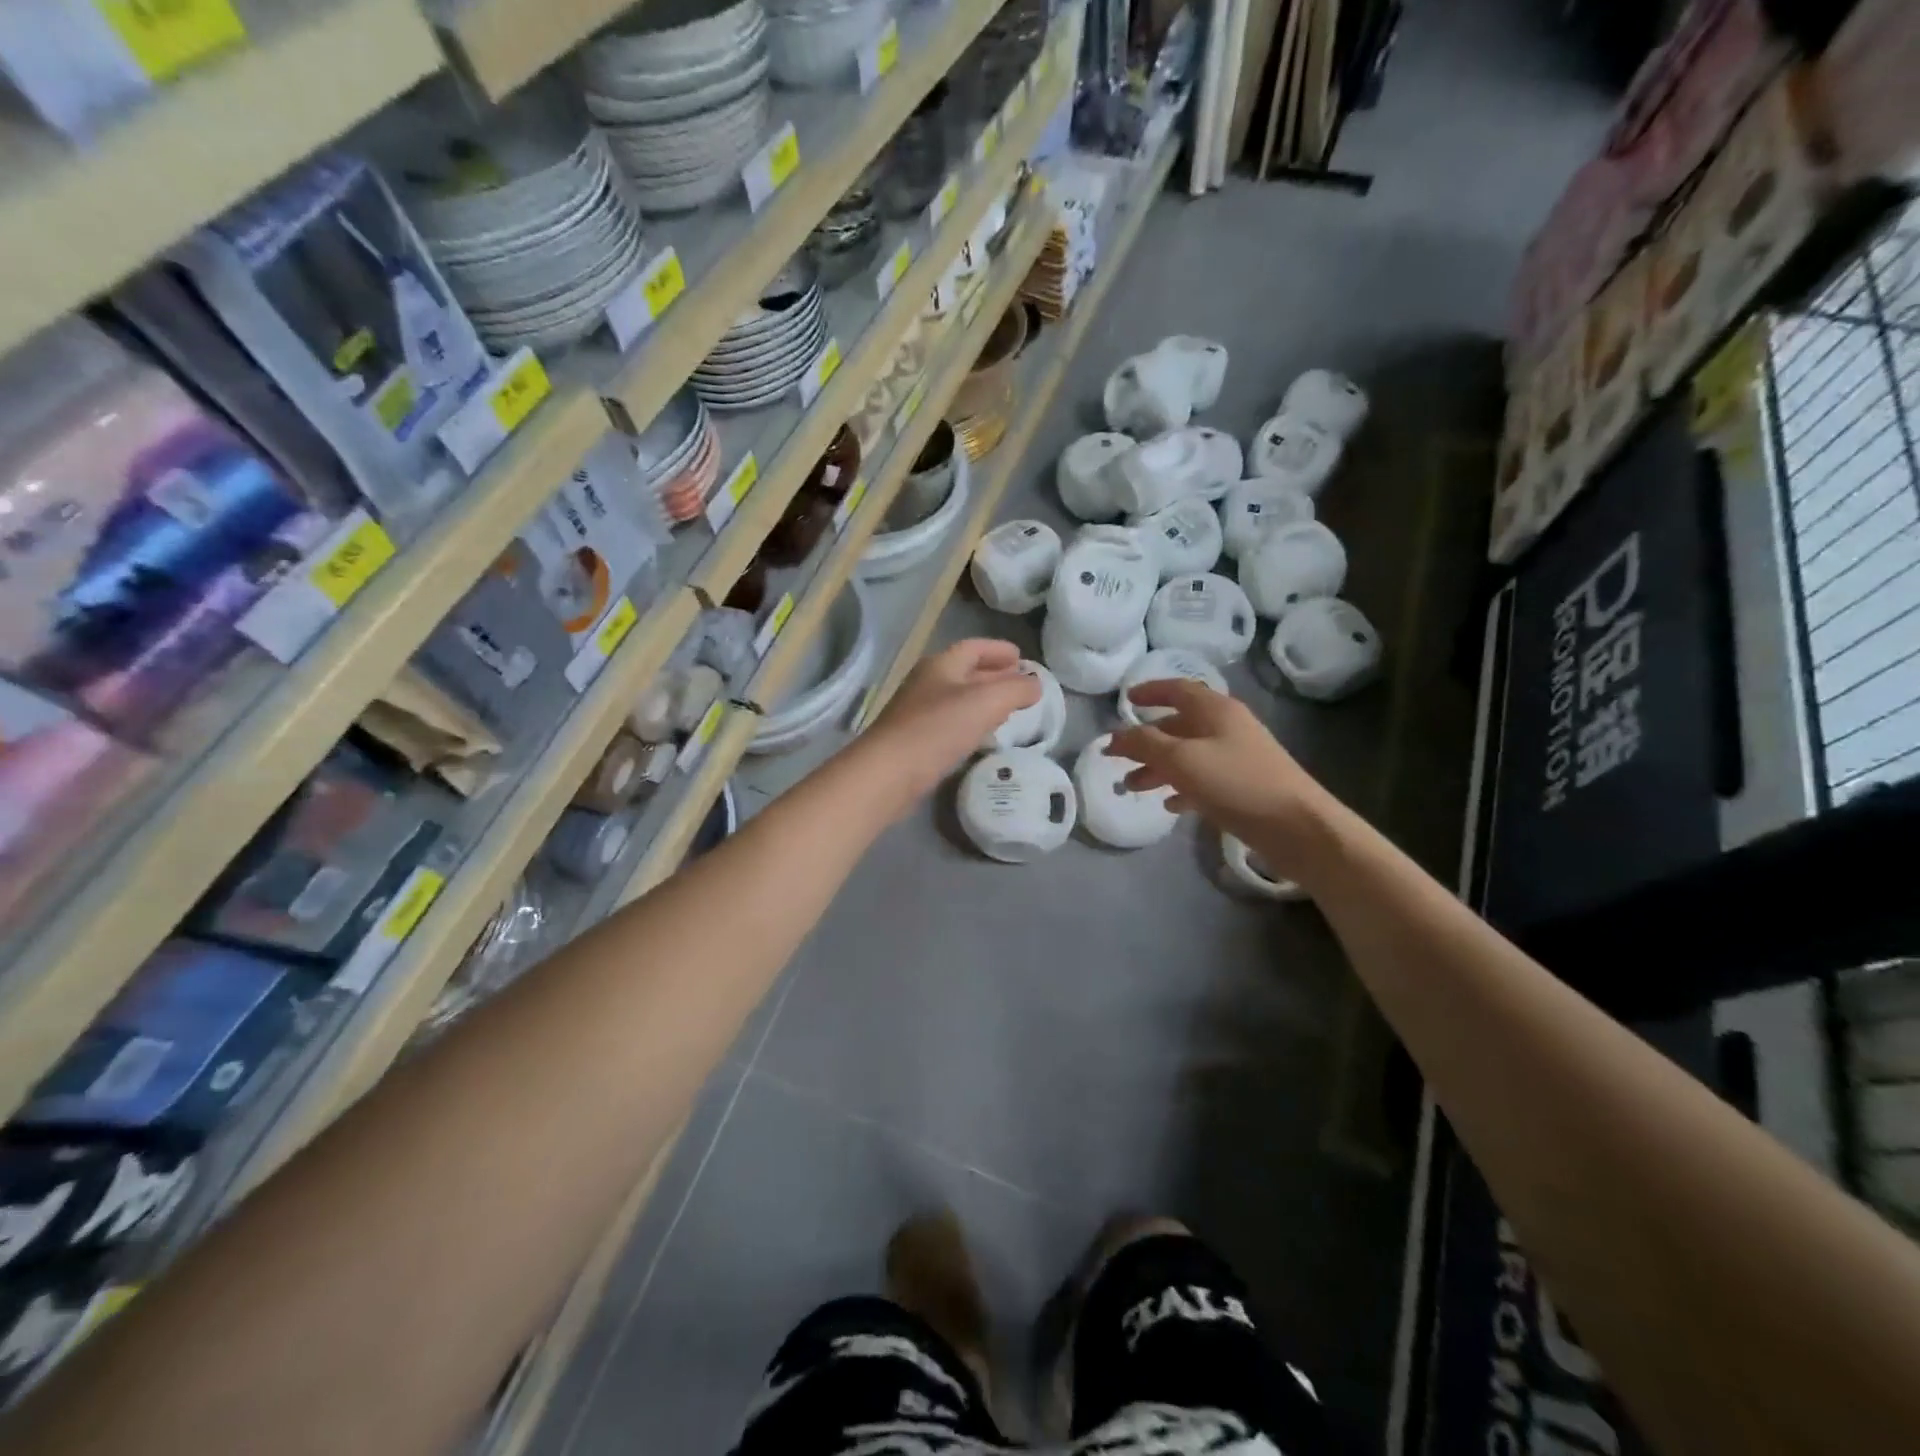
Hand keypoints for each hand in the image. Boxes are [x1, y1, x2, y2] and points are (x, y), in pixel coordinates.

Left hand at [862, 639, 1039, 806]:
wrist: (888, 773)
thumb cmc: (937, 729)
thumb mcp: (986, 702)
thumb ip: (1015, 690)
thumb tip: (1035, 685)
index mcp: (940, 665)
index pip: (973, 647)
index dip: (998, 650)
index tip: (1021, 656)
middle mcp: (927, 683)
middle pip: (965, 672)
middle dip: (993, 675)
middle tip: (1020, 684)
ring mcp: (918, 713)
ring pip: (958, 699)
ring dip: (983, 700)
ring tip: (1007, 709)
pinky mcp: (915, 741)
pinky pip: (950, 724)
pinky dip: (971, 723)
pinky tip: (981, 736)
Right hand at [1106, 679, 1339, 872]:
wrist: (1296, 826)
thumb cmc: (1236, 782)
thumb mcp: (1182, 759)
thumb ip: (1145, 744)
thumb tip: (1115, 735)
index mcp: (1216, 710)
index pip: (1178, 689)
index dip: (1151, 692)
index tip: (1126, 700)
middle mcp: (1227, 728)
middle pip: (1179, 726)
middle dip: (1146, 741)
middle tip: (1117, 757)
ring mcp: (1237, 757)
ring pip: (1188, 755)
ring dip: (1158, 768)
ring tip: (1131, 787)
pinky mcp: (1243, 786)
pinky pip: (1203, 780)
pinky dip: (1182, 787)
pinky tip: (1169, 805)